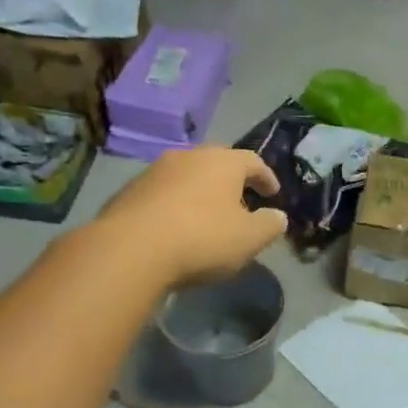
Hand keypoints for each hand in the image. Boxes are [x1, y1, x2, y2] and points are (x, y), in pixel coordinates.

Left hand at [102, 147, 287, 286]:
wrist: (129, 250)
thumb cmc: (201, 239)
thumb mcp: (249, 239)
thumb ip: (270, 225)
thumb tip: (278, 216)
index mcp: (222, 162)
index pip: (253, 161)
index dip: (266, 177)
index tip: (273, 193)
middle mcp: (188, 156)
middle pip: (217, 163)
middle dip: (232, 181)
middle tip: (241, 202)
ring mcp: (154, 171)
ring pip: (187, 176)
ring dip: (200, 192)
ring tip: (207, 217)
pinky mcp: (128, 191)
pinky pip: (162, 194)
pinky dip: (174, 205)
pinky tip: (175, 228)